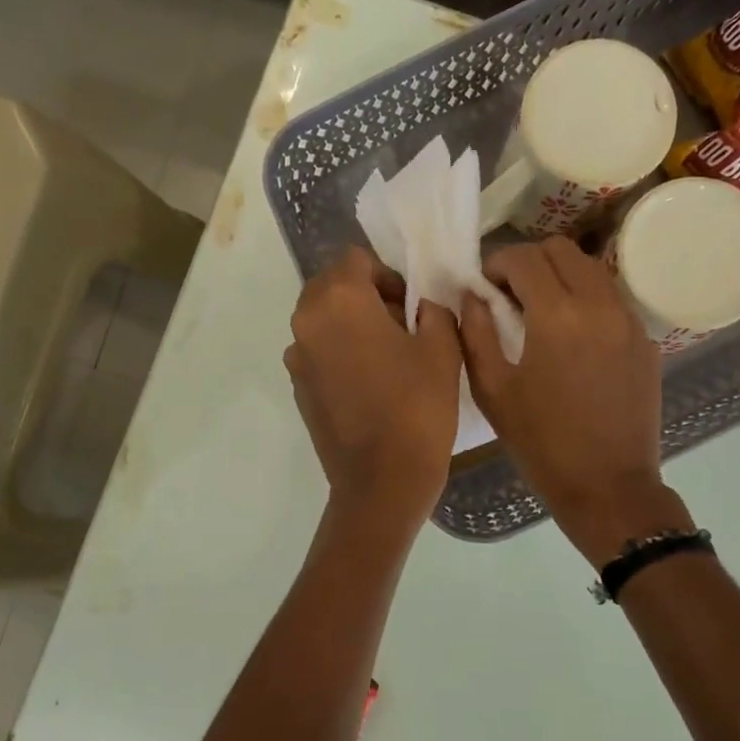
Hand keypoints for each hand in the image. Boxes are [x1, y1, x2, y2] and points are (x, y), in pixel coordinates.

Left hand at [284, 246, 462, 529]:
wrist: (382, 480)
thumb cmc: (417, 408)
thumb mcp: (443, 348)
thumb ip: (433, 309)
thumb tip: (421, 306)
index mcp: (339, 300)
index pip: (356, 260)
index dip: (387, 275)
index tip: (410, 306)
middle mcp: (306, 321)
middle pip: (332, 286)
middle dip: (364, 296)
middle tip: (400, 327)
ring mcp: (296, 357)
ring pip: (322, 320)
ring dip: (350, 325)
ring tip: (385, 358)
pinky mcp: (298, 388)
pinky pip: (317, 352)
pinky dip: (339, 354)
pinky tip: (368, 385)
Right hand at [460, 239, 690, 563]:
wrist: (608, 485)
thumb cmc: (541, 443)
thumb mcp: (492, 391)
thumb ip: (476, 333)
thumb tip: (473, 296)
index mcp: (556, 315)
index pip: (525, 258)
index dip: (497, 263)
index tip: (485, 286)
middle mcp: (599, 304)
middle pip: (563, 250)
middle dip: (530, 261)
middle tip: (510, 293)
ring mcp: (629, 320)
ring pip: (592, 269)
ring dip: (561, 276)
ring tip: (541, 310)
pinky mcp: (645, 340)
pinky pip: (612, 298)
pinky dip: (587, 299)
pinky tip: (572, 335)